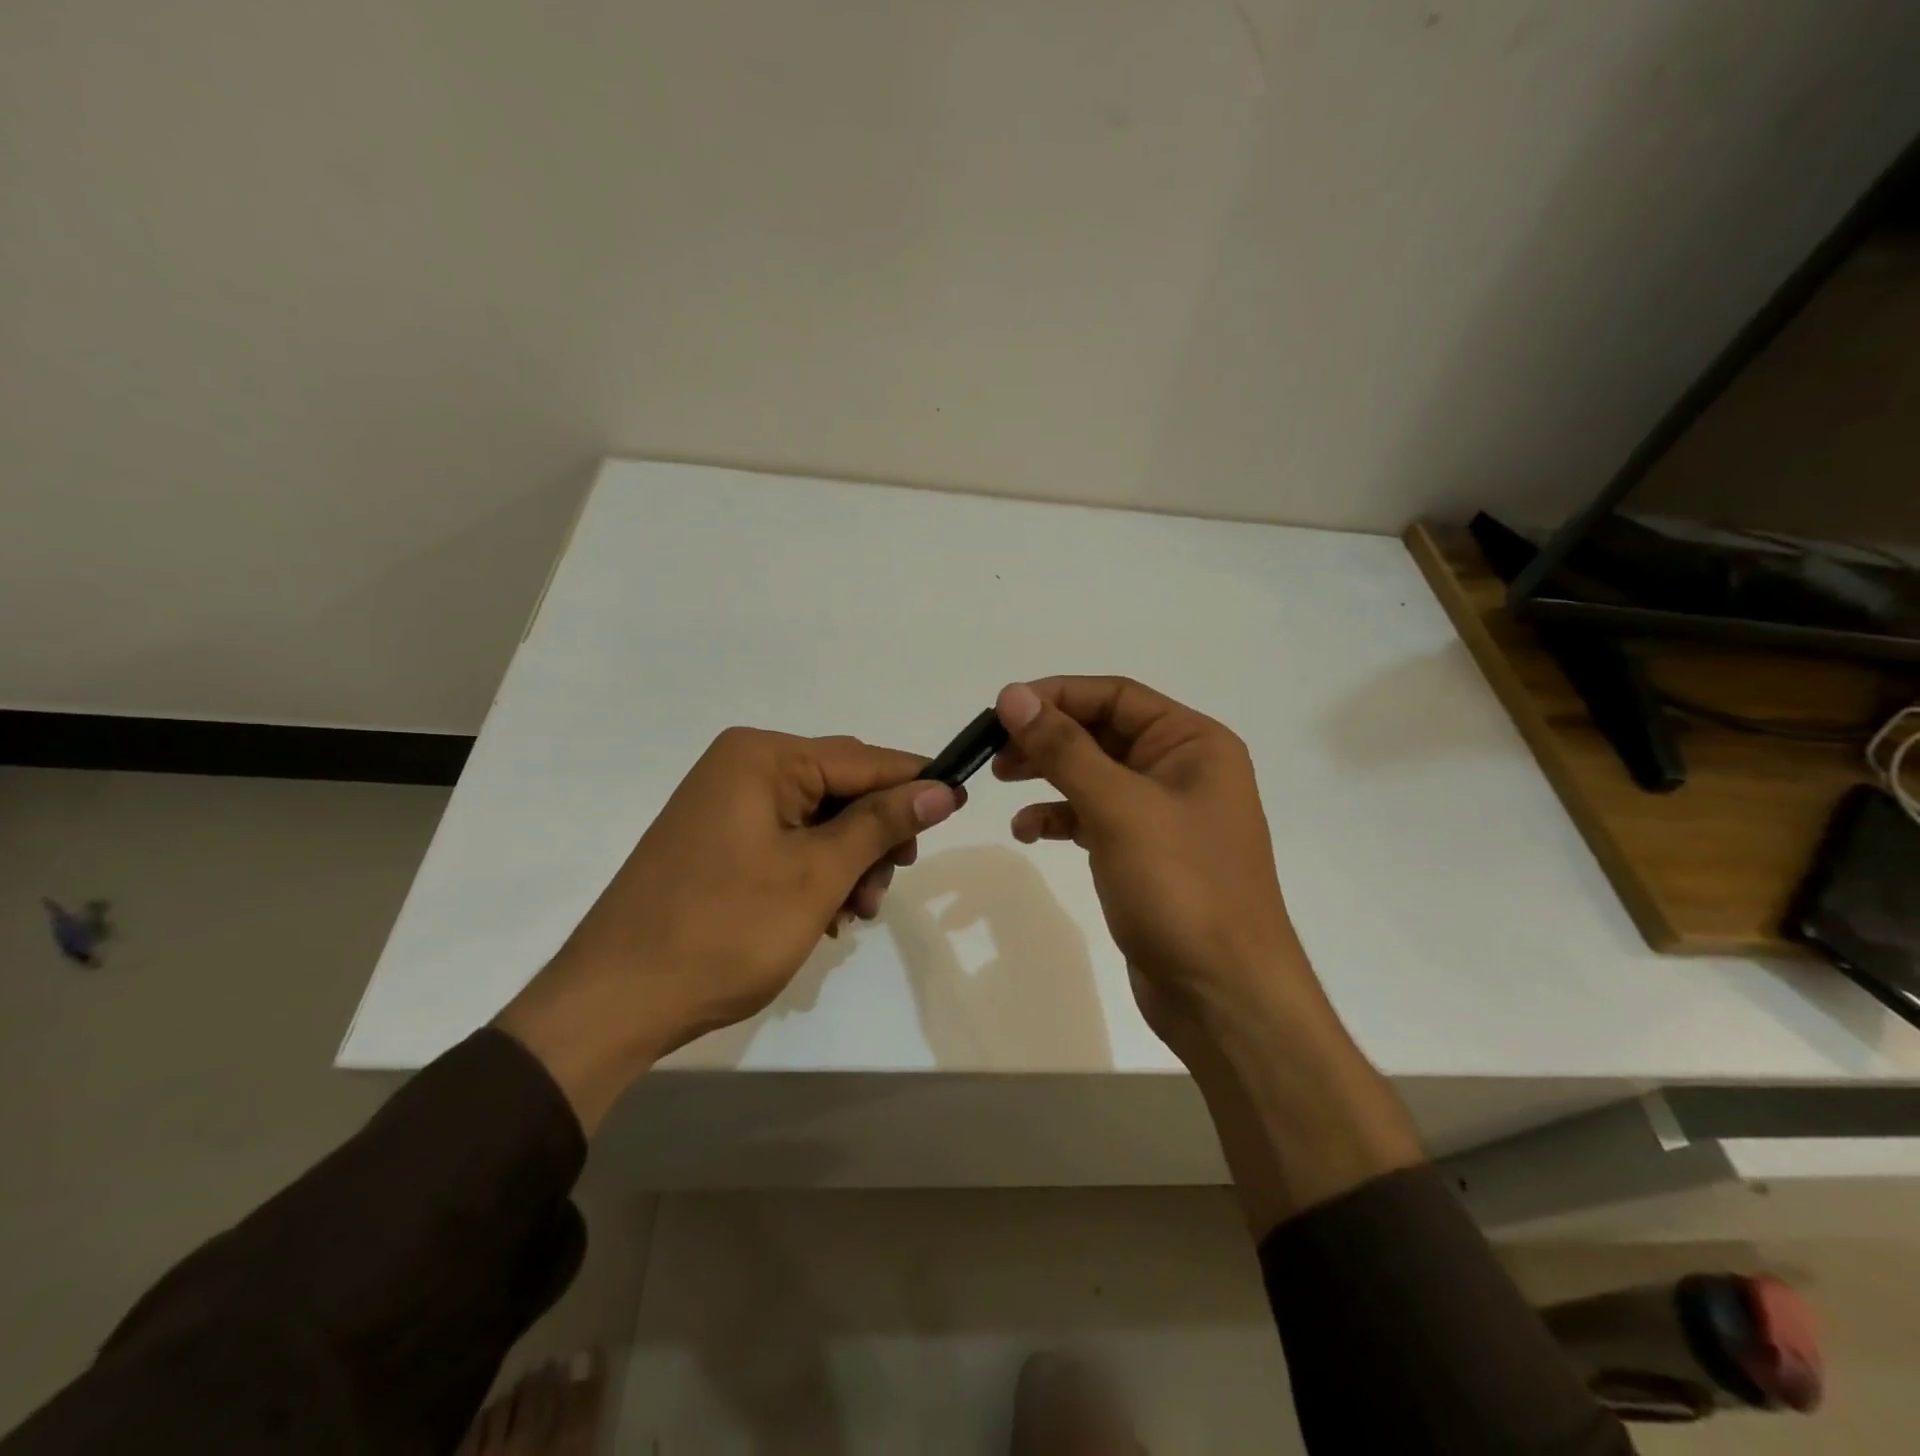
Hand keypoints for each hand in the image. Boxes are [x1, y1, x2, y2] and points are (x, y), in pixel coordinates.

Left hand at [498, 728, 957, 1126]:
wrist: (615, 1002)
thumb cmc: (724, 930)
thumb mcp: (816, 875)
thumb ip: (880, 824)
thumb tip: (942, 788)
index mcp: (763, 757)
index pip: (862, 760)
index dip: (915, 783)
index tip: (961, 805)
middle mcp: (742, 768)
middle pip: (841, 788)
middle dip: (875, 836)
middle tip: (890, 883)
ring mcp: (726, 806)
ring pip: (819, 821)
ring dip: (849, 862)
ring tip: (854, 913)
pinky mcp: (718, 842)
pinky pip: (788, 843)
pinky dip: (817, 874)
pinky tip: (826, 916)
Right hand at [993, 677, 1316, 1058]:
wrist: (1223, 994)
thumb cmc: (1180, 887)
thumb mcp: (1119, 807)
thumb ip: (1064, 748)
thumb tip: (1013, 696)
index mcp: (1194, 743)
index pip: (1116, 696)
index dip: (1057, 695)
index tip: (1002, 709)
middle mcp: (1183, 769)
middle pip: (1103, 732)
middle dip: (1048, 737)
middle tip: (994, 750)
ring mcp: (1165, 815)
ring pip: (1095, 775)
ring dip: (1048, 774)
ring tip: (1001, 781)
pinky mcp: (1146, 855)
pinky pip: (1095, 818)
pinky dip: (1061, 818)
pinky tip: (1028, 832)